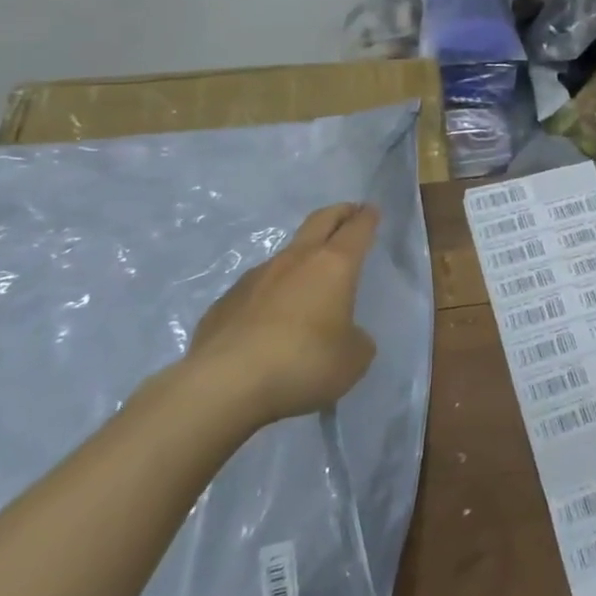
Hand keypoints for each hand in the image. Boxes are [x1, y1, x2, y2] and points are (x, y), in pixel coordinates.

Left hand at [187, 203, 380, 425]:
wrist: (223, 385)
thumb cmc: (303, 362)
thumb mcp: (352, 358)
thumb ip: (356, 339)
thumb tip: (345, 335)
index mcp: (334, 265)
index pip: (357, 229)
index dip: (367, 218)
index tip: (372, 210)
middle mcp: (295, 261)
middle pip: (320, 222)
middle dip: (338, 213)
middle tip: (349, 212)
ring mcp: (255, 278)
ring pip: (286, 254)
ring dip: (302, 256)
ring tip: (309, 276)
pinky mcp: (224, 303)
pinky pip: (256, 288)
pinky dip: (270, 292)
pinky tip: (270, 318)